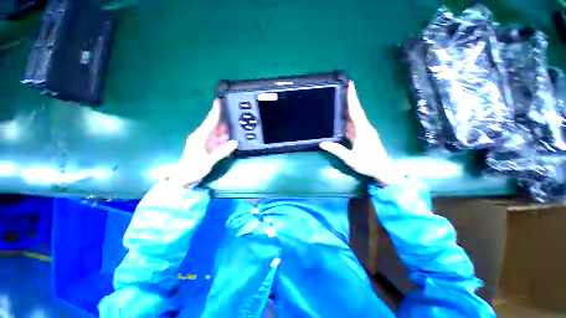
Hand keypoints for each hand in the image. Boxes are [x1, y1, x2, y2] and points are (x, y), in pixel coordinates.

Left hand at [170, 99, 237, 187]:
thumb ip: (222, 151)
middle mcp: (202, 136)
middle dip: (225, 123)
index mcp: (199, 137)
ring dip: (226, 133)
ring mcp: (205, 142)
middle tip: (236, 119)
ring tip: (236, 131)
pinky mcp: (208, 147)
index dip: (215, 111)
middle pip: (215, 126)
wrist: (184, 179)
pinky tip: (231, 141)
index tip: (219, 101)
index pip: (210, 121)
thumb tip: (235, 142)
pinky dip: (224, 140)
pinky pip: (218, 141)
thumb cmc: (193, 169)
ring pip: (218, 133)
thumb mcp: (208, 161)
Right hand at [319, 81, 404, 185]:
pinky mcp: (363, 136)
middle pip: (356, 111)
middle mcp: (364, 128)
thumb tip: (322, 143)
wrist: (382, 170)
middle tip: (341, 90)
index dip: (352, 98)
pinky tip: (340, 119)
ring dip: (347, 110)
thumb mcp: (350, 158)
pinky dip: (347, 120)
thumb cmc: (368, 163)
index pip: (356, 111)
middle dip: (349, 100)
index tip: (350, 85)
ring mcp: (364, 132)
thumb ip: (336, 150)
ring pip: (354, 118)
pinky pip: (353, 125)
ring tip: (338, 101)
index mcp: (363, 130)